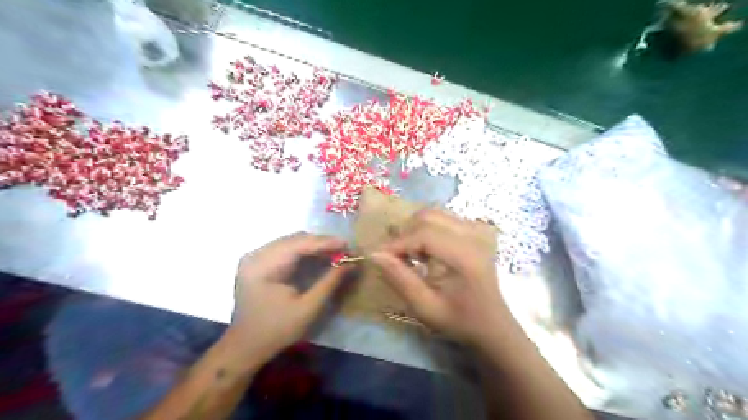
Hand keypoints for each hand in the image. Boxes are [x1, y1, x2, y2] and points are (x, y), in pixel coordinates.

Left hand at [227, 232, 349, 365]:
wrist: (246, 346)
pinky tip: (319, 256)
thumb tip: (351, 264)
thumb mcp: (308, 308)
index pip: (298, 244)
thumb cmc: (277, 330)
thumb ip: (329, 282)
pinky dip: (304, 251)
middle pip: (294, 239)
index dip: (325, 242)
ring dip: (314, 246)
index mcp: (263, 266)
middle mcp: (256, 255)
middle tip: (344, 249)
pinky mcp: (258, 262)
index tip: (347, 244)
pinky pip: (285, 249)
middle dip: (321, 243)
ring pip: (291, 242)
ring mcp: (255, 257)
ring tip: (336, 251)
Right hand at [371, 211, 511, 343]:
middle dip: (405, 234)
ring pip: (434, 214)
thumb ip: (399, 278)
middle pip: (428, 216)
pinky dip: (428, 230)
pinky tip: (428, 252)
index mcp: (465, 256)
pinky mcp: (477, 230)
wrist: (492, 324)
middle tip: (397, 258)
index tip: (379, 258)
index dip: (397, 243)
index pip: (423, 234)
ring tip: (412, 256)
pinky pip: (444, 219)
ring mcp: (478, 229)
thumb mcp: (424, 307)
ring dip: (415, 231)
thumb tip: (374, 254)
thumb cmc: (459, 320)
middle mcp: (474, 235)